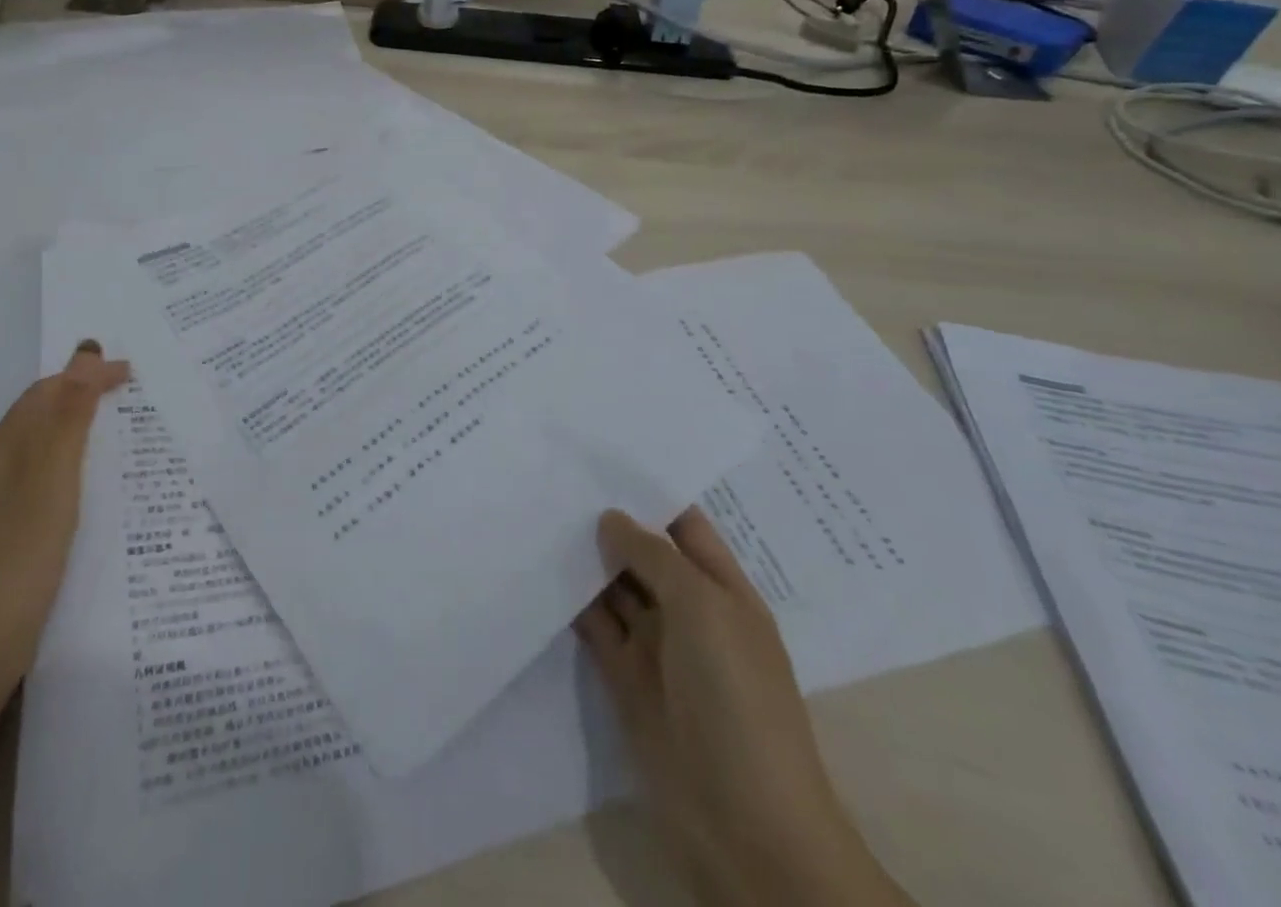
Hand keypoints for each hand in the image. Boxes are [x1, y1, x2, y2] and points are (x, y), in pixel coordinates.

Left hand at [0, 341, 129, 709]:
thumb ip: (67, 421)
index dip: (86, 376)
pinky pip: (31, 482)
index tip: (131, 373)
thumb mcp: (50, 487)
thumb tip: (83, 353)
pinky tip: (77, 492)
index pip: (45, 394)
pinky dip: (61, 467)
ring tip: (110, 433)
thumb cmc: (14, 567)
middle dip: (78, 396)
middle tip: (126, 395)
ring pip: (32, 451)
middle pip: (34, 418)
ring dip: (70, 430)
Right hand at [576, 508, 913, 906]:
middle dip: (608, 522)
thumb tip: (610, 518)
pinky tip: (540, 570)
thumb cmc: (735, 696)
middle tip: (554, 478)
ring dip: (585, 560)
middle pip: (644, 555)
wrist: (742, 821)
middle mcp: (690, 612)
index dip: (648, 494)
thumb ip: (653, 556)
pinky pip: (595, 626)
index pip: (684, 526)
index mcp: (723, 590)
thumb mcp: (703, 607)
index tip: (599, 458)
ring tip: (538, 514)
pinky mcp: (624, 677)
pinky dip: (571, 602)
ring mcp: (657, 646)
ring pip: (615, 588)